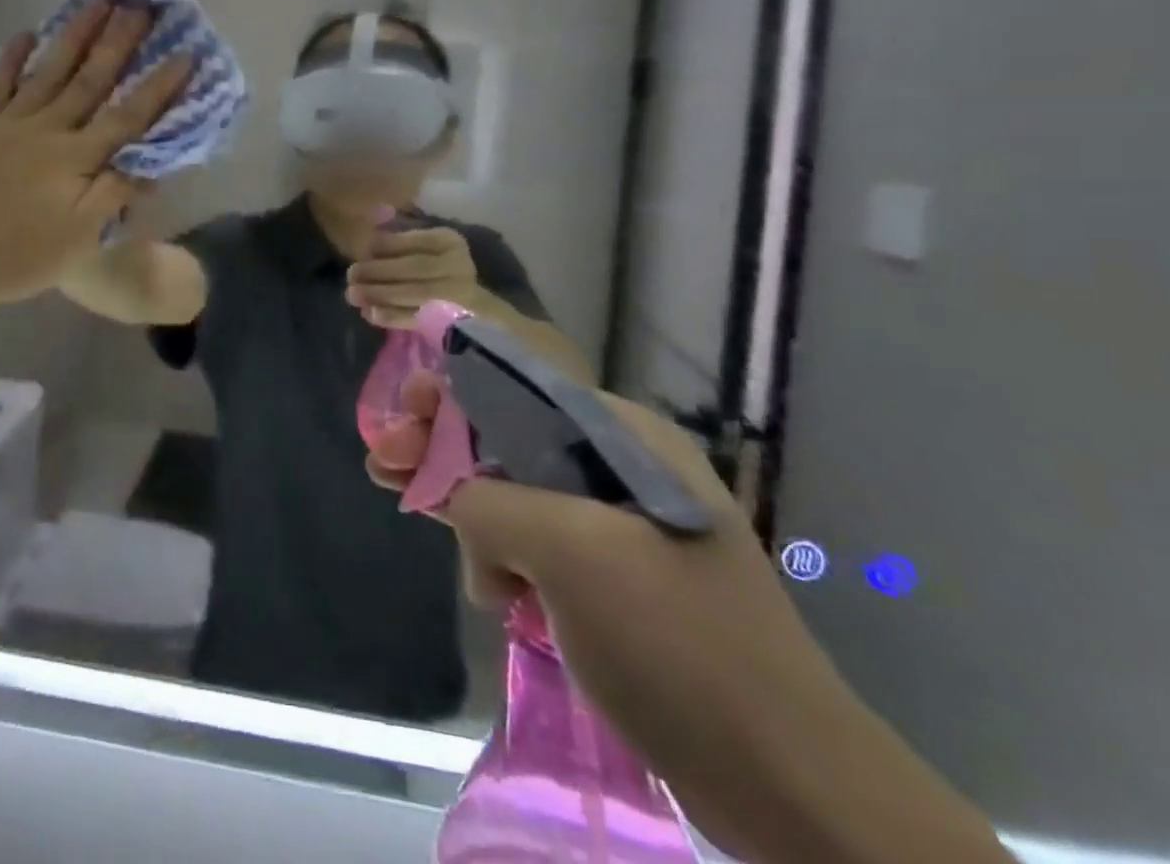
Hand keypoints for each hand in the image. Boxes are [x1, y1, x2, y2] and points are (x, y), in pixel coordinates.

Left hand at [0, 0, 189, 306]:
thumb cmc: (15, 256)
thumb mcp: (77, 240)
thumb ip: (113, 195)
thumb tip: (152, 163)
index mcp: (76, 159)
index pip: (128, 117)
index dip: (158, 87)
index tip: (185, 55)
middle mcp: (48, 130)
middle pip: (91, 80)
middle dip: (119, 42)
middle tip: (141, 5)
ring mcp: (9, 123)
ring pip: (50, 71)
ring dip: (76, 35)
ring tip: (97, 1)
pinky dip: (12, 57)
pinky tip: (26, 33)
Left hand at [345, 226, 480, 328]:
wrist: (466, 306)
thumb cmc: (434, 268)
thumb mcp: (422, 247)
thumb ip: (399, 238)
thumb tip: (369, 229)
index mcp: (449, 242)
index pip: (417, 240)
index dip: (388, 245)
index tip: (364, 249)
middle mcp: (459, 266)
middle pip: (415, 267)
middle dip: (378, 271)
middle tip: (351, 274)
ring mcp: (458, 295)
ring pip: (415, 293)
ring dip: (379, 294)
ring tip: (353, 294)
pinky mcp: (450, 321)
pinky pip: (417, 318)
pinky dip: (391, 316)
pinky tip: (369, 313)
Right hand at [364, 379, 936, 861]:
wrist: (788, 784)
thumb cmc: (678, 644)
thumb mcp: (573, 553)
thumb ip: (492, 504)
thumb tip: (461, 506)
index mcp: (622, 437)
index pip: (518, 387)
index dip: (452, 391)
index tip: (404, 410)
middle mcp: (618, 465)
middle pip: (506, 435)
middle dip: (441, 444)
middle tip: (383, 461)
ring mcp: (616, 524)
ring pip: (514, 488)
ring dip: (458, 495)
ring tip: (398, 495)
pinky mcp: (610, 578)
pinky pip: (533, 539)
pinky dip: (493, 547)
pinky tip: (478, 579)